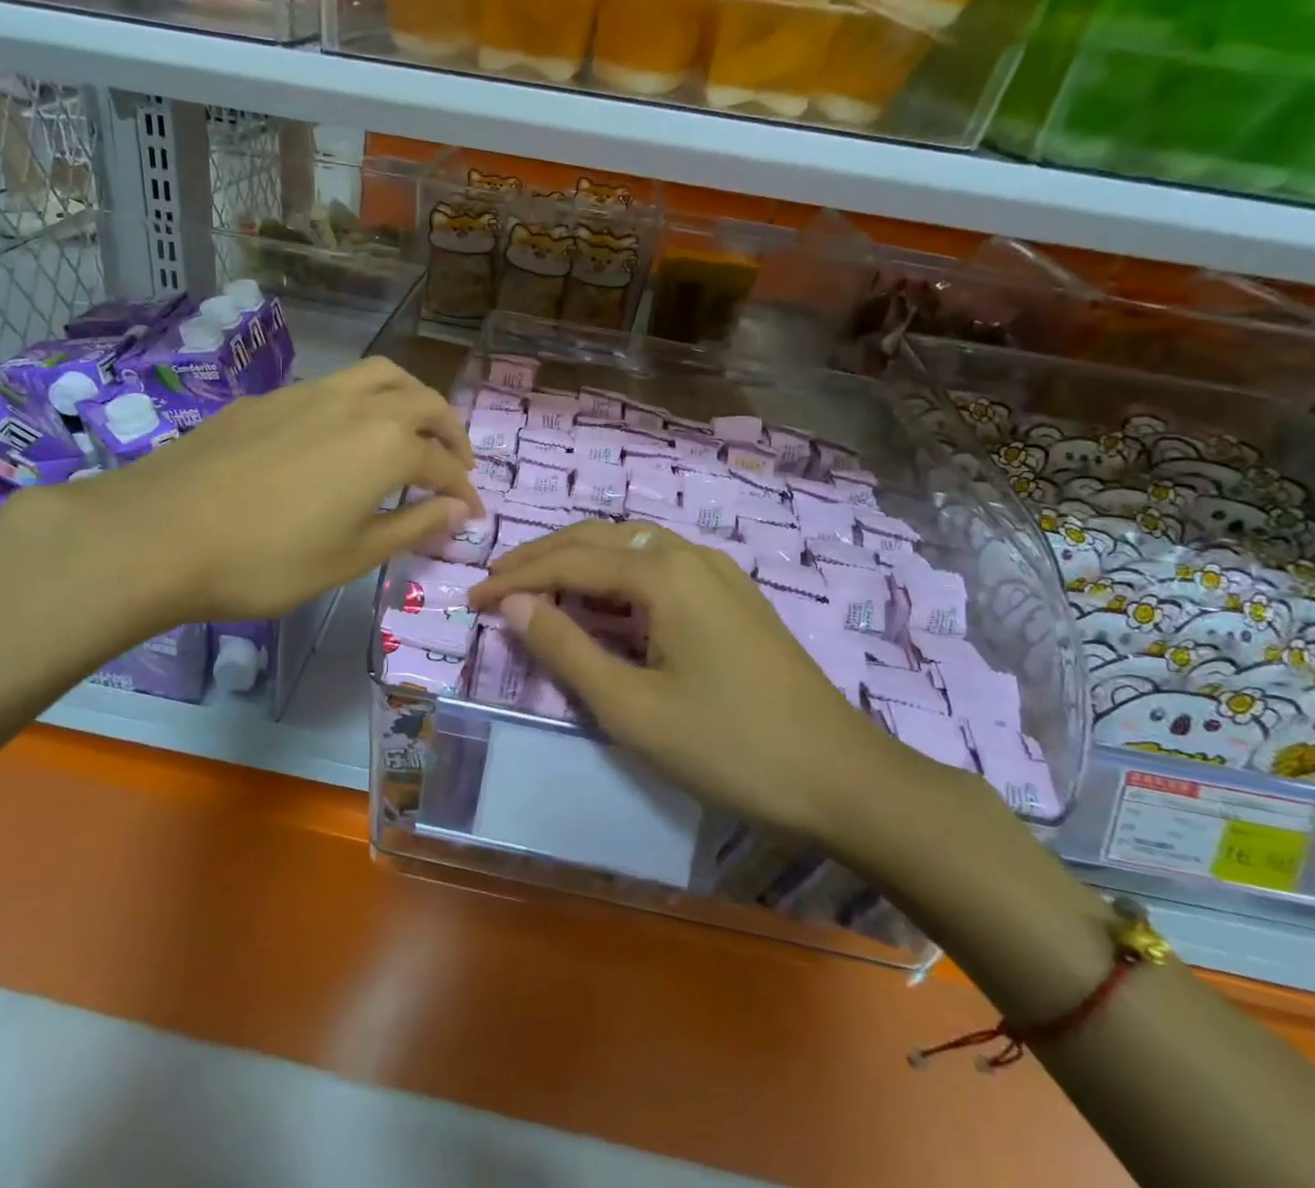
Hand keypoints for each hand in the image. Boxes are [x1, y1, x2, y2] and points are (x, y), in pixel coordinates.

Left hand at [73, 357, 480, 628]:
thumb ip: (412, 526)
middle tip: (455, 461)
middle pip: (422, 400)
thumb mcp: (351, 556)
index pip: (444, 462)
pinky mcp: (269, 398)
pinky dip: (360, 402)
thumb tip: (458, 509)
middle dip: (449, 429)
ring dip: (408, 399)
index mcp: (387, 445)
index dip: (464, 489)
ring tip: (409, 430)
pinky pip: (334, 385)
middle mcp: (357, 405)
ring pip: (378, 376)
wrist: (159, 532)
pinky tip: (339, 437)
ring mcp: (309, 393)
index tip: (472, 513)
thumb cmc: (267, 559)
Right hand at [468, 519, 938, 847]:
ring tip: (538, 588)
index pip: (569, 560)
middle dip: (541, 558)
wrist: (842, 777)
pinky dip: (616, 575)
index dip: (515, 578)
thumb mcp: (632, 707)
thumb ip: (566, 649)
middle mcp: (689, 554)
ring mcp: (717, 570)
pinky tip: (604, 602)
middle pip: (598, 538)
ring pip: (630, 546)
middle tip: (496, 586)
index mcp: (662, 572)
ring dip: (579, 561)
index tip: (471, 600)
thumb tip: (513, 604)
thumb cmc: (729, 747)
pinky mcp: (733, 594)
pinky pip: (658, 565)